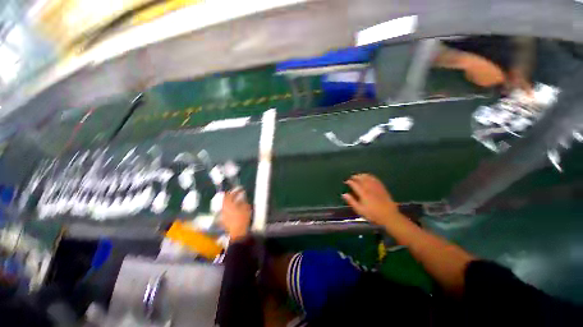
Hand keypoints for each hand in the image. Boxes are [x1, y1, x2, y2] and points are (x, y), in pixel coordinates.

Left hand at [221, 188, 251, 240]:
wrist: (238, 232)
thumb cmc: (242, 218)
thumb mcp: (246, 207)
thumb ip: (242, 200)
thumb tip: (241, 197)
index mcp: (228, 203)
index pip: (229, 194)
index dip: (235, 191)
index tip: (240, 189)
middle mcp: (223, 208)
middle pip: (225, 199)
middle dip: (230, 196)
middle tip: (236, 193)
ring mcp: (222, 214)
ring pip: (225, 204)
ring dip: (230, 201)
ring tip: (236, 200)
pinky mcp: (224, 219)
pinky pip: (226, 210)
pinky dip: (230, 207)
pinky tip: (235, 208)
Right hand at [342, 174, 400, 225]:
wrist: (389, 216)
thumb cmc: (373, 214)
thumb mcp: (360, 210)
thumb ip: (351, 201)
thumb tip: (344, 194)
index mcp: (363, 193)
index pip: (354, 184)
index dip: (349, 182)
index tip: (346, 181)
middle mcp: (369, 188)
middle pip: (361, 179)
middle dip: (356, 177)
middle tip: (352, 177)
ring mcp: (376, 187)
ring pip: (368, 177)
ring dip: (363, 175)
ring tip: (359, 175)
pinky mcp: (382, 188)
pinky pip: (375, 179)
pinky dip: (371, 176)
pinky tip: (369, 177)